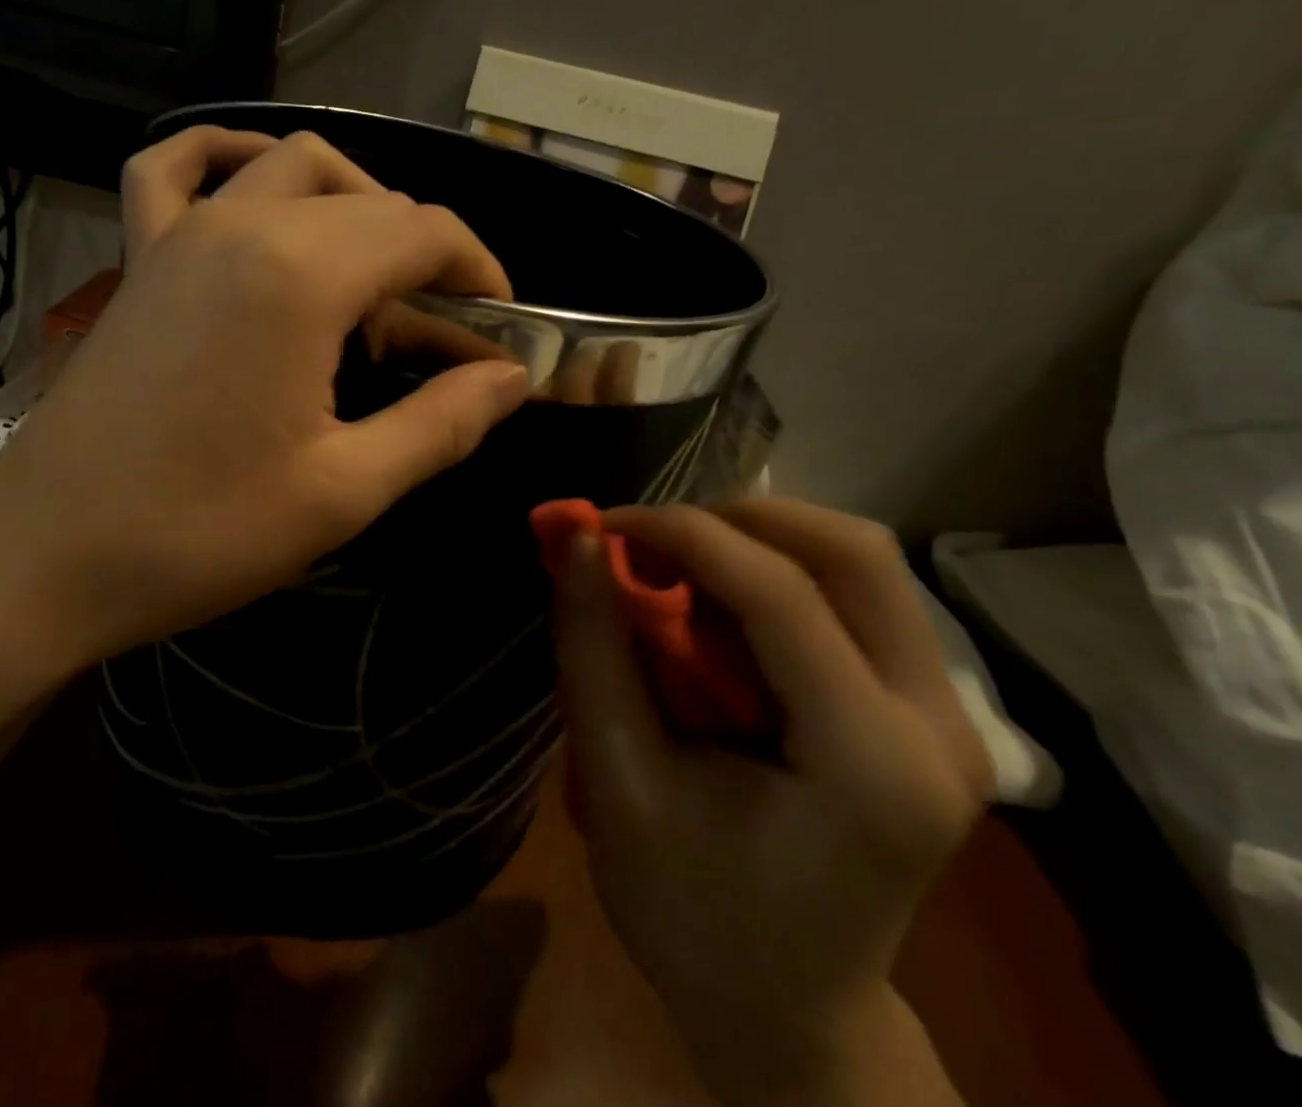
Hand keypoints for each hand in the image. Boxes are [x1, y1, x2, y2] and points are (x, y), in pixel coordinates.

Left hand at [0, 126, 530, 692]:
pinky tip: (254, 186)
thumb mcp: (343, 491)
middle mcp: (242, 226)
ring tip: (371, 274)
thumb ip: (441, 423)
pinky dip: (225, 159)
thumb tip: (511, 379)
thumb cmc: (199, 533)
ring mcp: (179, 233)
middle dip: (426, 258)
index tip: (501, 335)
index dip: (480, 274)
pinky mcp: (140, 259)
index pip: (425, 232)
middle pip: (369, 203)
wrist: (45, 559)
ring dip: (353, 203)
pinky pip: (174, 169)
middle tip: (442, 340)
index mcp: (301, 276)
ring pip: (290, 168)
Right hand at [553, 499, 988, 1102]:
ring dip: (754, 544)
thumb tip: (580, 538)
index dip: (681, 534)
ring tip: (677, 582)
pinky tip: (716, 619)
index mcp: (869, 765)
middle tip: (651, 545)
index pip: (781, 594)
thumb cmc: (689, 912)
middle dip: (735, 519)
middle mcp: (938, 726)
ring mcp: (949, 717)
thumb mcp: (619, 780)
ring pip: (858, 562)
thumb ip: (595, 648)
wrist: (786, 1010)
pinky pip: (853, 595)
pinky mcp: (926, 710)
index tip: (601, 524)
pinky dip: (773, 575)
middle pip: (853, 552)